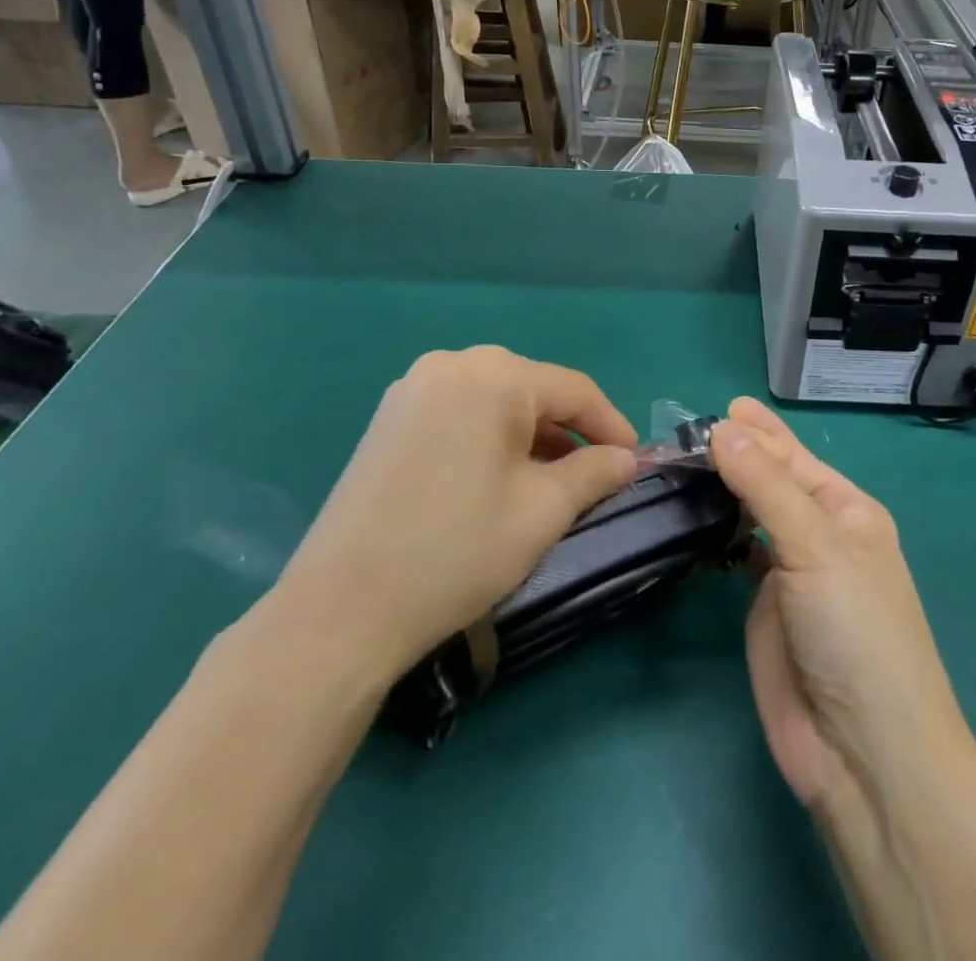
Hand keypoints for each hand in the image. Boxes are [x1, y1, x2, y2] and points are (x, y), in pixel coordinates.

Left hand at [270, 347, 637, 679]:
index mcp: (493, 376)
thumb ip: (594, 473)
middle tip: (594, 474)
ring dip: (530, 436)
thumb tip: (626, 459)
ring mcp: (411, 389)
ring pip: (494, 402)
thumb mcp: (542, 511)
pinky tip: (497, 477)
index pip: (574, 389)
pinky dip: (490, 438)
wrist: (341, 610)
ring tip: (550, 480)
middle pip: (532, 390)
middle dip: (569, 431)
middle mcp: (450, 365)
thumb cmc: (457, 550)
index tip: (634, 461)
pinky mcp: (389, 420)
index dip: (611, 425)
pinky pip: (459, 414)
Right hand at [711, 398, 970, 814]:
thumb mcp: (817, 547)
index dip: (760, 433)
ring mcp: (791, 573)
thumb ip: (767, 486)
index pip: (795, 459)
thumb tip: (723, 429)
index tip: (717, 410)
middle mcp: (820, 536)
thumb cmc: (855, 632)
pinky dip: (717, 535)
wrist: (862, 753)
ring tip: (681, 465)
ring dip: (723, 491)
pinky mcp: (764, 609)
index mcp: (848, 512)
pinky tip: (692, 518)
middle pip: (772, 483)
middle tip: (686, 434)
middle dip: (738, 456)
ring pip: (751, 516)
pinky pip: (737, 555)